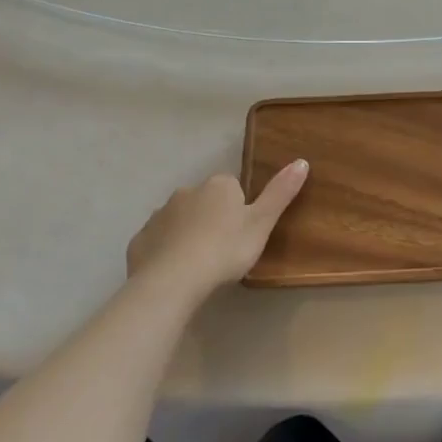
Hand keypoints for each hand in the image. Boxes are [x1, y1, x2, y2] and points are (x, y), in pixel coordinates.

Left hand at [125, 161, 308, 298]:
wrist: (172, 281)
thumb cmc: (224, 249)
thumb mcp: (261, 223)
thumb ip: (280, 193)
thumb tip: (302, 161)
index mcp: (219, 185)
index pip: (233, 188)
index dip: (239, 210)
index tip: (242, 233)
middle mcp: (187, 191)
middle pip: (205, 202)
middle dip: (212, 219)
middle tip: (222, 250)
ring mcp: (159, 215)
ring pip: (179, 220)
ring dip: (188, 234)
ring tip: (198, 264)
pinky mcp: (139, 240)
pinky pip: (158, 241)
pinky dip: (165, 251)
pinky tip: (174, 272)